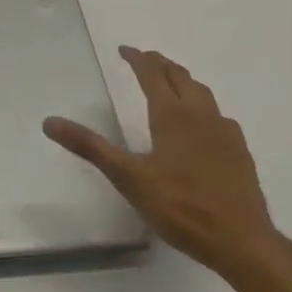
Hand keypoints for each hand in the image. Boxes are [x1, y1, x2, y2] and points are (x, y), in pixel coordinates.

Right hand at [44, 46, 282, 279]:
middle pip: (179, 76)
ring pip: (202, 92)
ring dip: (182, 80)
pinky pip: (218, 115)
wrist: (241, 241)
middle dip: (160, 64)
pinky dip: (202, 106)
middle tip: (144, 60)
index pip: (152, 74)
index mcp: (172, 114)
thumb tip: (50, 122)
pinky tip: (201, 124)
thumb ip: (90, 147)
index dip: (137, 59)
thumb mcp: (128, 177)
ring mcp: (225, 131)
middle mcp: (200, 114)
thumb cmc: (181, 207)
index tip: (124, 50)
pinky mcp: (239, 150)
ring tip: (170, 83)